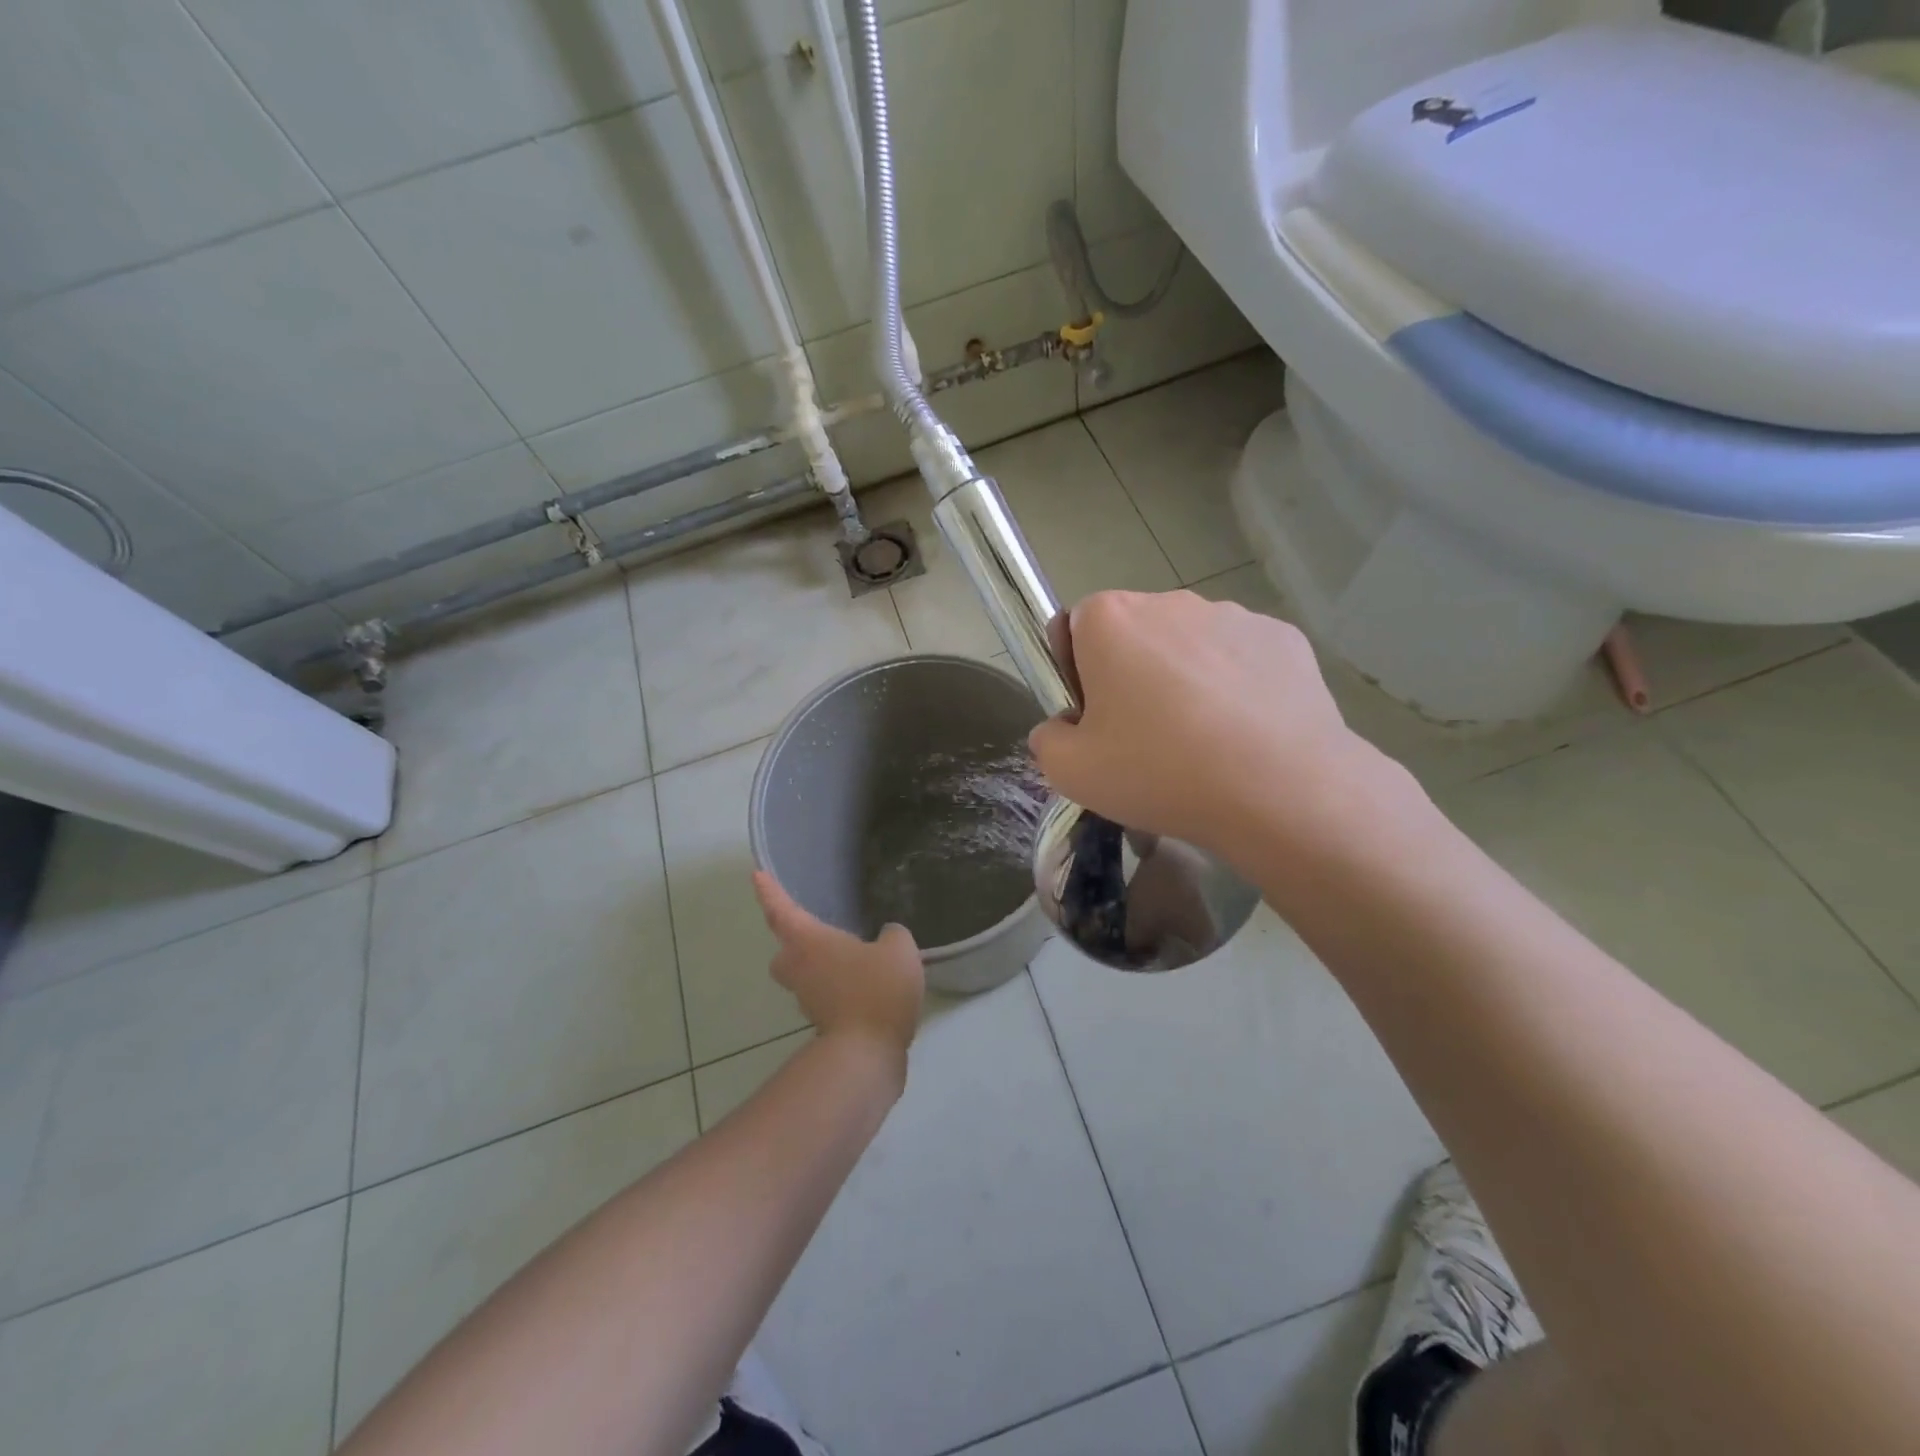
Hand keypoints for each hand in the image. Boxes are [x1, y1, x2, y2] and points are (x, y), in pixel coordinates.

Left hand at [752, 872, 924, 1060]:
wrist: (867, 1055)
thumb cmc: (876, 990)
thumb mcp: (898, 949)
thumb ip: (892, 935)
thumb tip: (887, 937)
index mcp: (810, 942)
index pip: (782, 911)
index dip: (770, 892)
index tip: (756, 875)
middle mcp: (800, 970)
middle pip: (785, 952)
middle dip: (794, 943)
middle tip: (817, 934)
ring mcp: (809, 1001)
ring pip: (805, 978)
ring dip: (822, 969)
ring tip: (854, 961)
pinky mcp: (825, 1026)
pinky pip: (827, 999)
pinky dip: (841, 992)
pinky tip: (869, 989)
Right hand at [1027, 590, 1388, 860]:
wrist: (1279, 789)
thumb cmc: (1159, 771)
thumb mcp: (1071, 773)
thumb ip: (1047, 740)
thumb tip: (1063, 727)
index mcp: (1111, 620)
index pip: (1075, 626)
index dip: (1076, 672)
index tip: (1095, 718)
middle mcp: (1170, 602)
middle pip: (1134, 633)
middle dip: (1131, 673)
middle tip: (1145, 737)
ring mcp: (1233, 615)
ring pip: (1190, 644)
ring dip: (1185, 677)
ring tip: (1203, 740)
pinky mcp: (1284, 638)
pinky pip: (1241, 658)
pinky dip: (1236, 685)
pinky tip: (1245, 734)